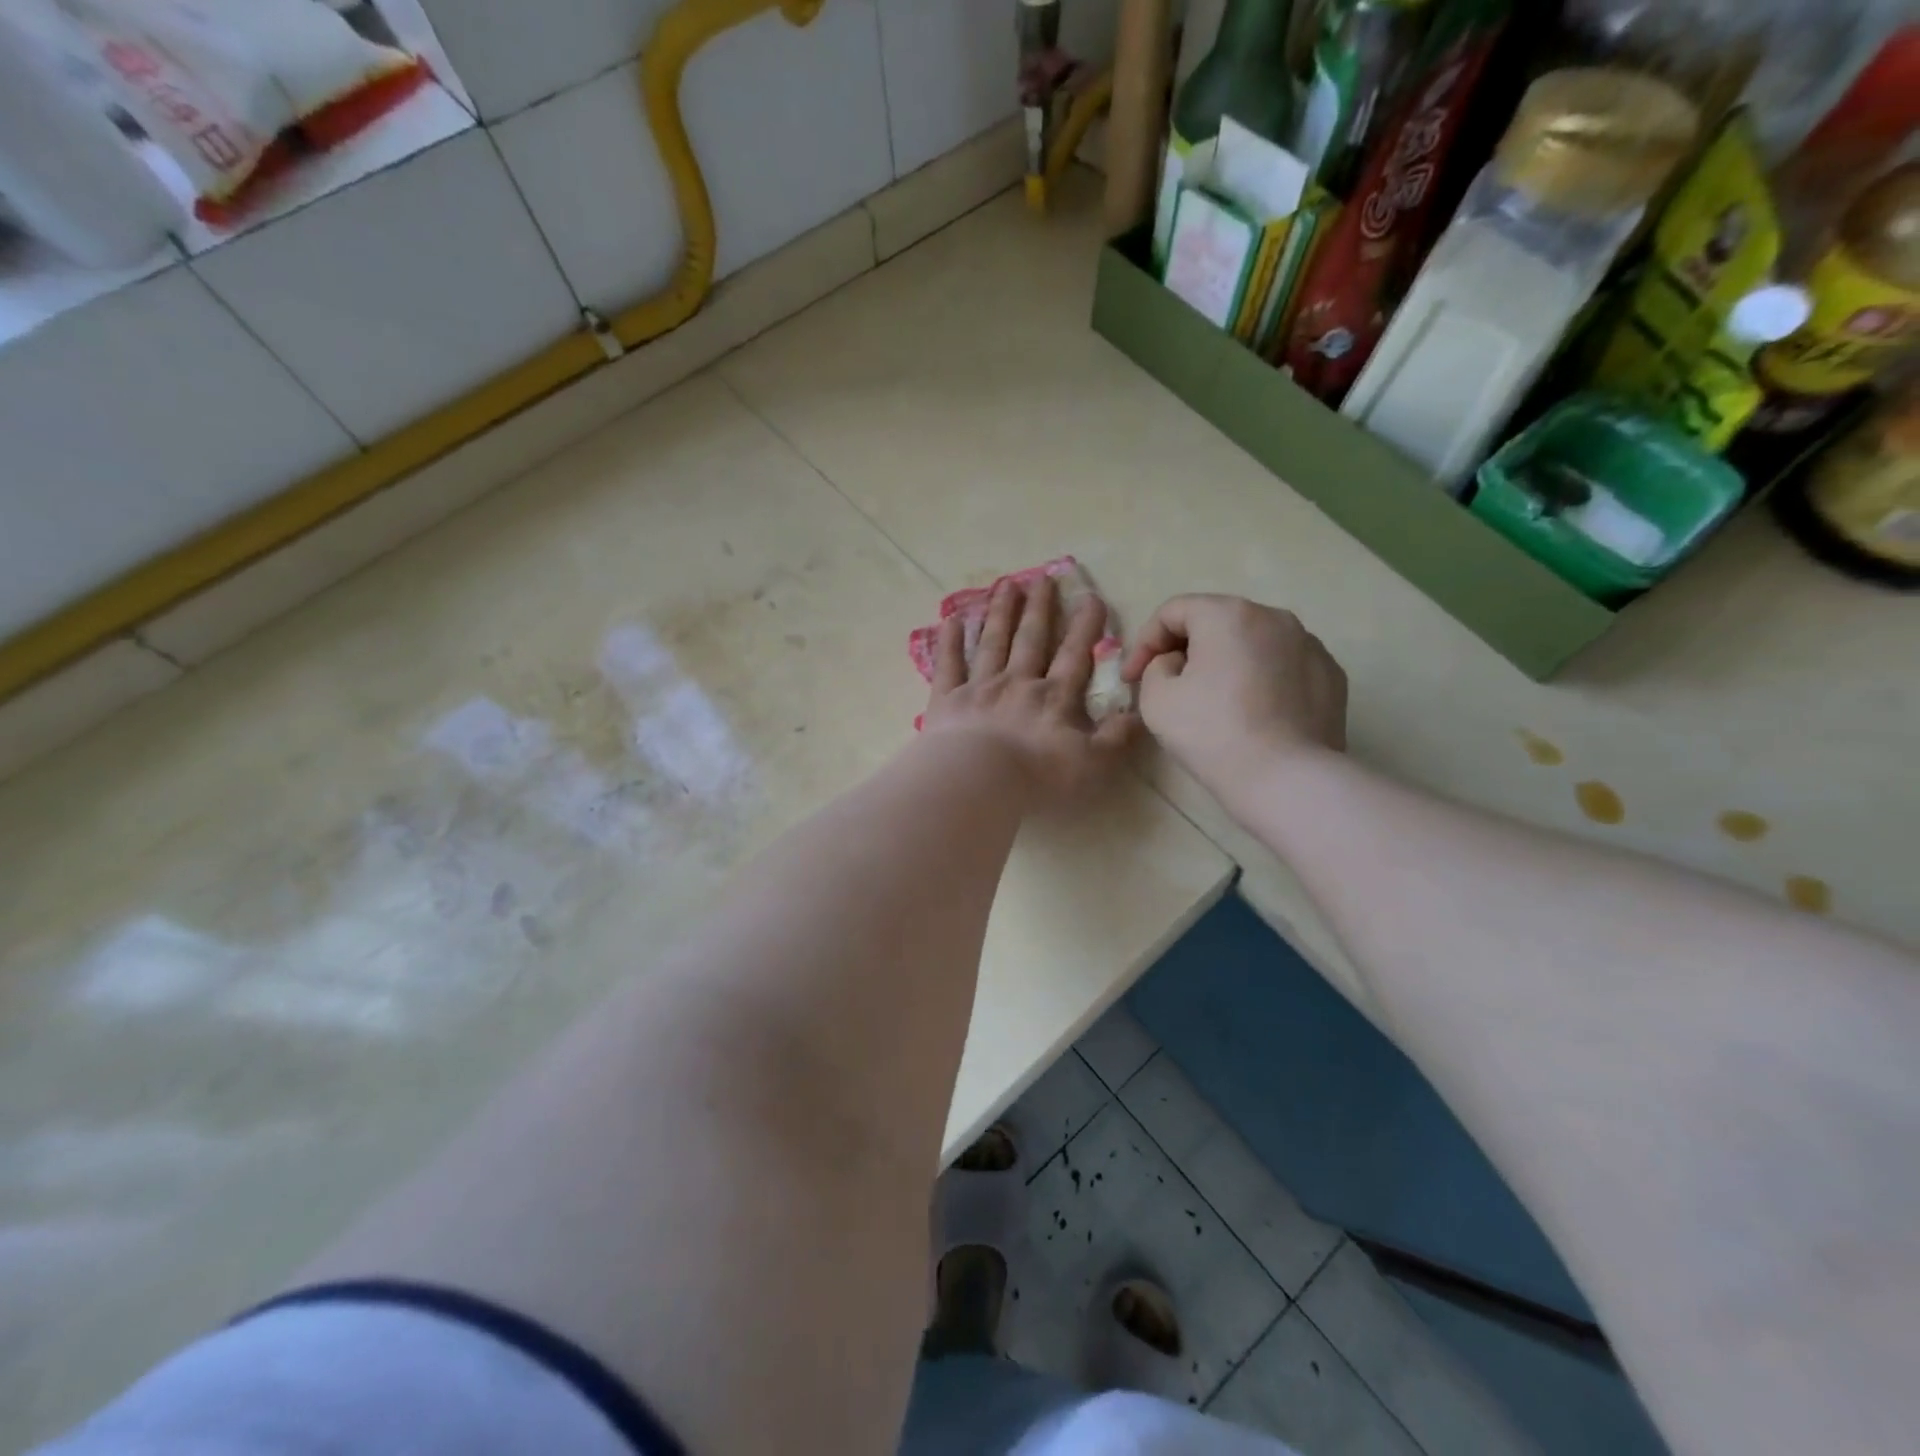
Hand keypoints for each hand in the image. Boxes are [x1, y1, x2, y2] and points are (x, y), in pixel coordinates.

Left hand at [922, 576, 1136, 802]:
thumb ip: (1116, 738)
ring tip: (1006, 585)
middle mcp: (1018, 683)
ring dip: (1001, 613)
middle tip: (1043, 578)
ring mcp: (979, 687)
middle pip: (1031, 639)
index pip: (1075, 655)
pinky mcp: (947, 700)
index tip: (1091, 597)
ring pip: (993, 642)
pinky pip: (948, 664)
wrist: (977, 781)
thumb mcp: (1092, 764)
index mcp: (1054, 698)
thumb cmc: (1037, 776)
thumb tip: (1138, 714)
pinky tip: (951, 619)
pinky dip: (950, 641)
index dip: (1085, 627)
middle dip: (1040, 608)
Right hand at [1121, 594, 1345, 803]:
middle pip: (1216, 621)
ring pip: (1253, 642)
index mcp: (1228, 614)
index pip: (1173, 611)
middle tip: (1167, 684)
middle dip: (1185, 648)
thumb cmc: (1212, 733)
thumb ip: (1156, 666)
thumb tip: (1178, 663)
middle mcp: (1274, 616)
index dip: (1144, 642)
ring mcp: (1309, 644)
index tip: (1132, 679)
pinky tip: (1253, 711)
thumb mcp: (1156, 698)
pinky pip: (1283, 665)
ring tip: (1213, 698)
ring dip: (1226, 661)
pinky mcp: (1331, 674)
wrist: (1286, 779)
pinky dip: (1262, 678)